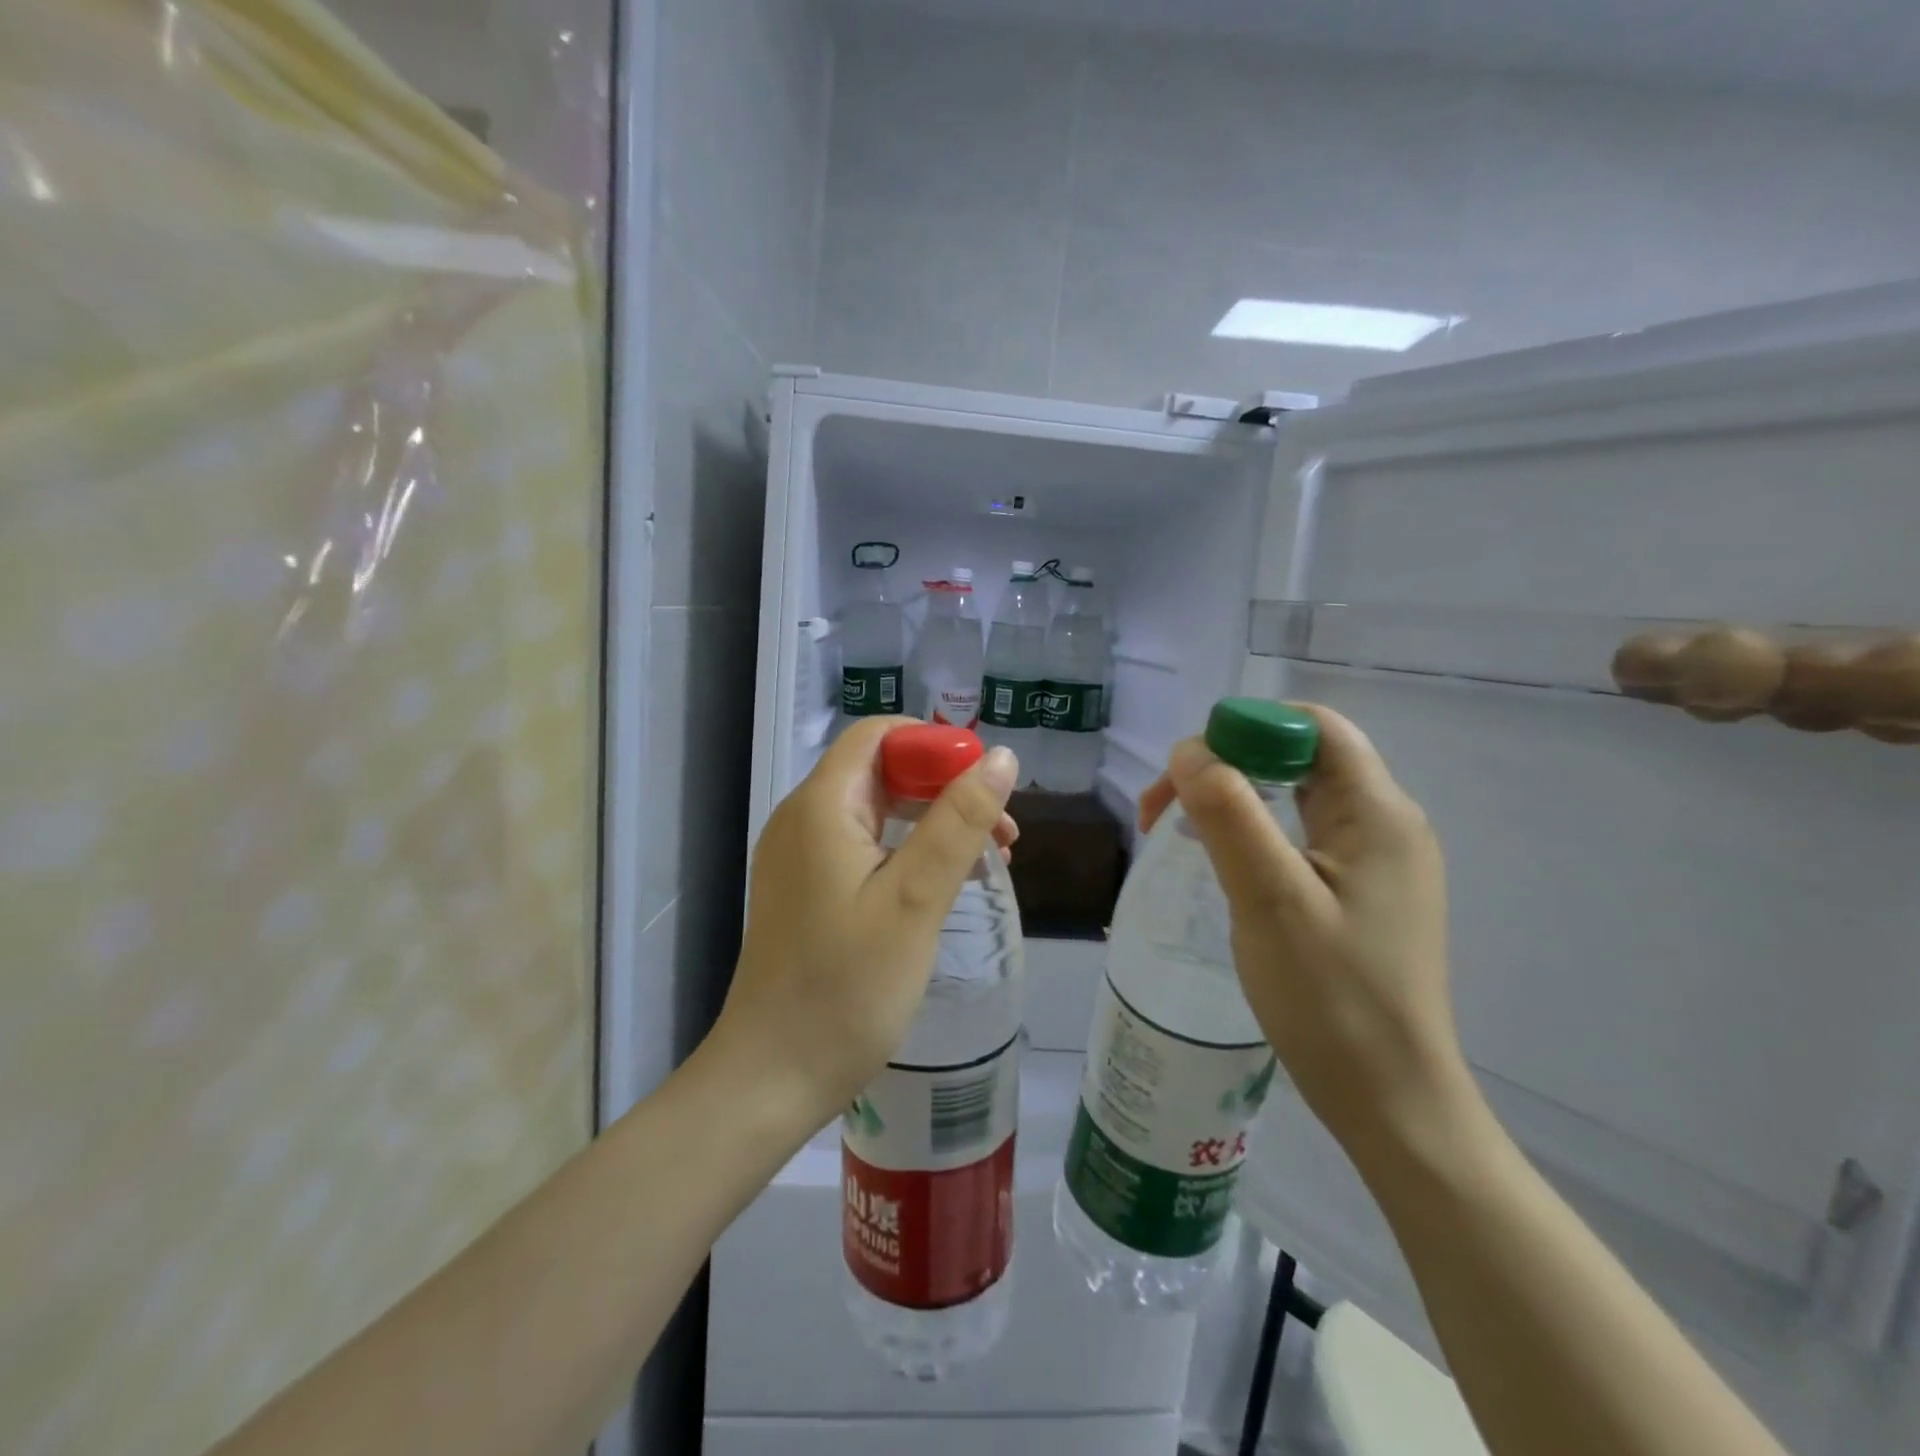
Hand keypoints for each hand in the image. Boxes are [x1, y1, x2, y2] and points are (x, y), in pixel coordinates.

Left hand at [715, 718, 1020, 1129]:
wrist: (770, 1078)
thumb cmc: (846, 990)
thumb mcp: (915, 901)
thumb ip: (959, 823)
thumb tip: (1002, 758)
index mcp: (821, 806)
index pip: (879, 735)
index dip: (936, 745)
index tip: (986, 787)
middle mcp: (802, 819)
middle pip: (880, 770)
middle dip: (945, 788)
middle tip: (1002, 834)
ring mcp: (799, 857)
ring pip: (876, 811)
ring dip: (932, 822)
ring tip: (988, 861)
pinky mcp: (805, 890)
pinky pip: (862, 847)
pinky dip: (907, 852)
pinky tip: (943, 887)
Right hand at [1140, 704, 1472, 1155]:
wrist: (1390, 1100)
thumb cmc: (1332, 998)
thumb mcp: (1270, 899)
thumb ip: (1229, 814)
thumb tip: (1189, 750)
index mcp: (1378, 812)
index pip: (1312, 726)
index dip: (1245, 728)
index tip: (1187, 772)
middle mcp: (1385, 823)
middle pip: (1299, 756)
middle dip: (1226, 766)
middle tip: (1164, 811)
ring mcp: (1376, 860)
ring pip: (1294, 796)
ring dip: (1233, 800)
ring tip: (1179, 833)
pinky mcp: (1361, 892)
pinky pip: (1300, 836)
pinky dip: (1253, 833)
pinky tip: (1222, 863)